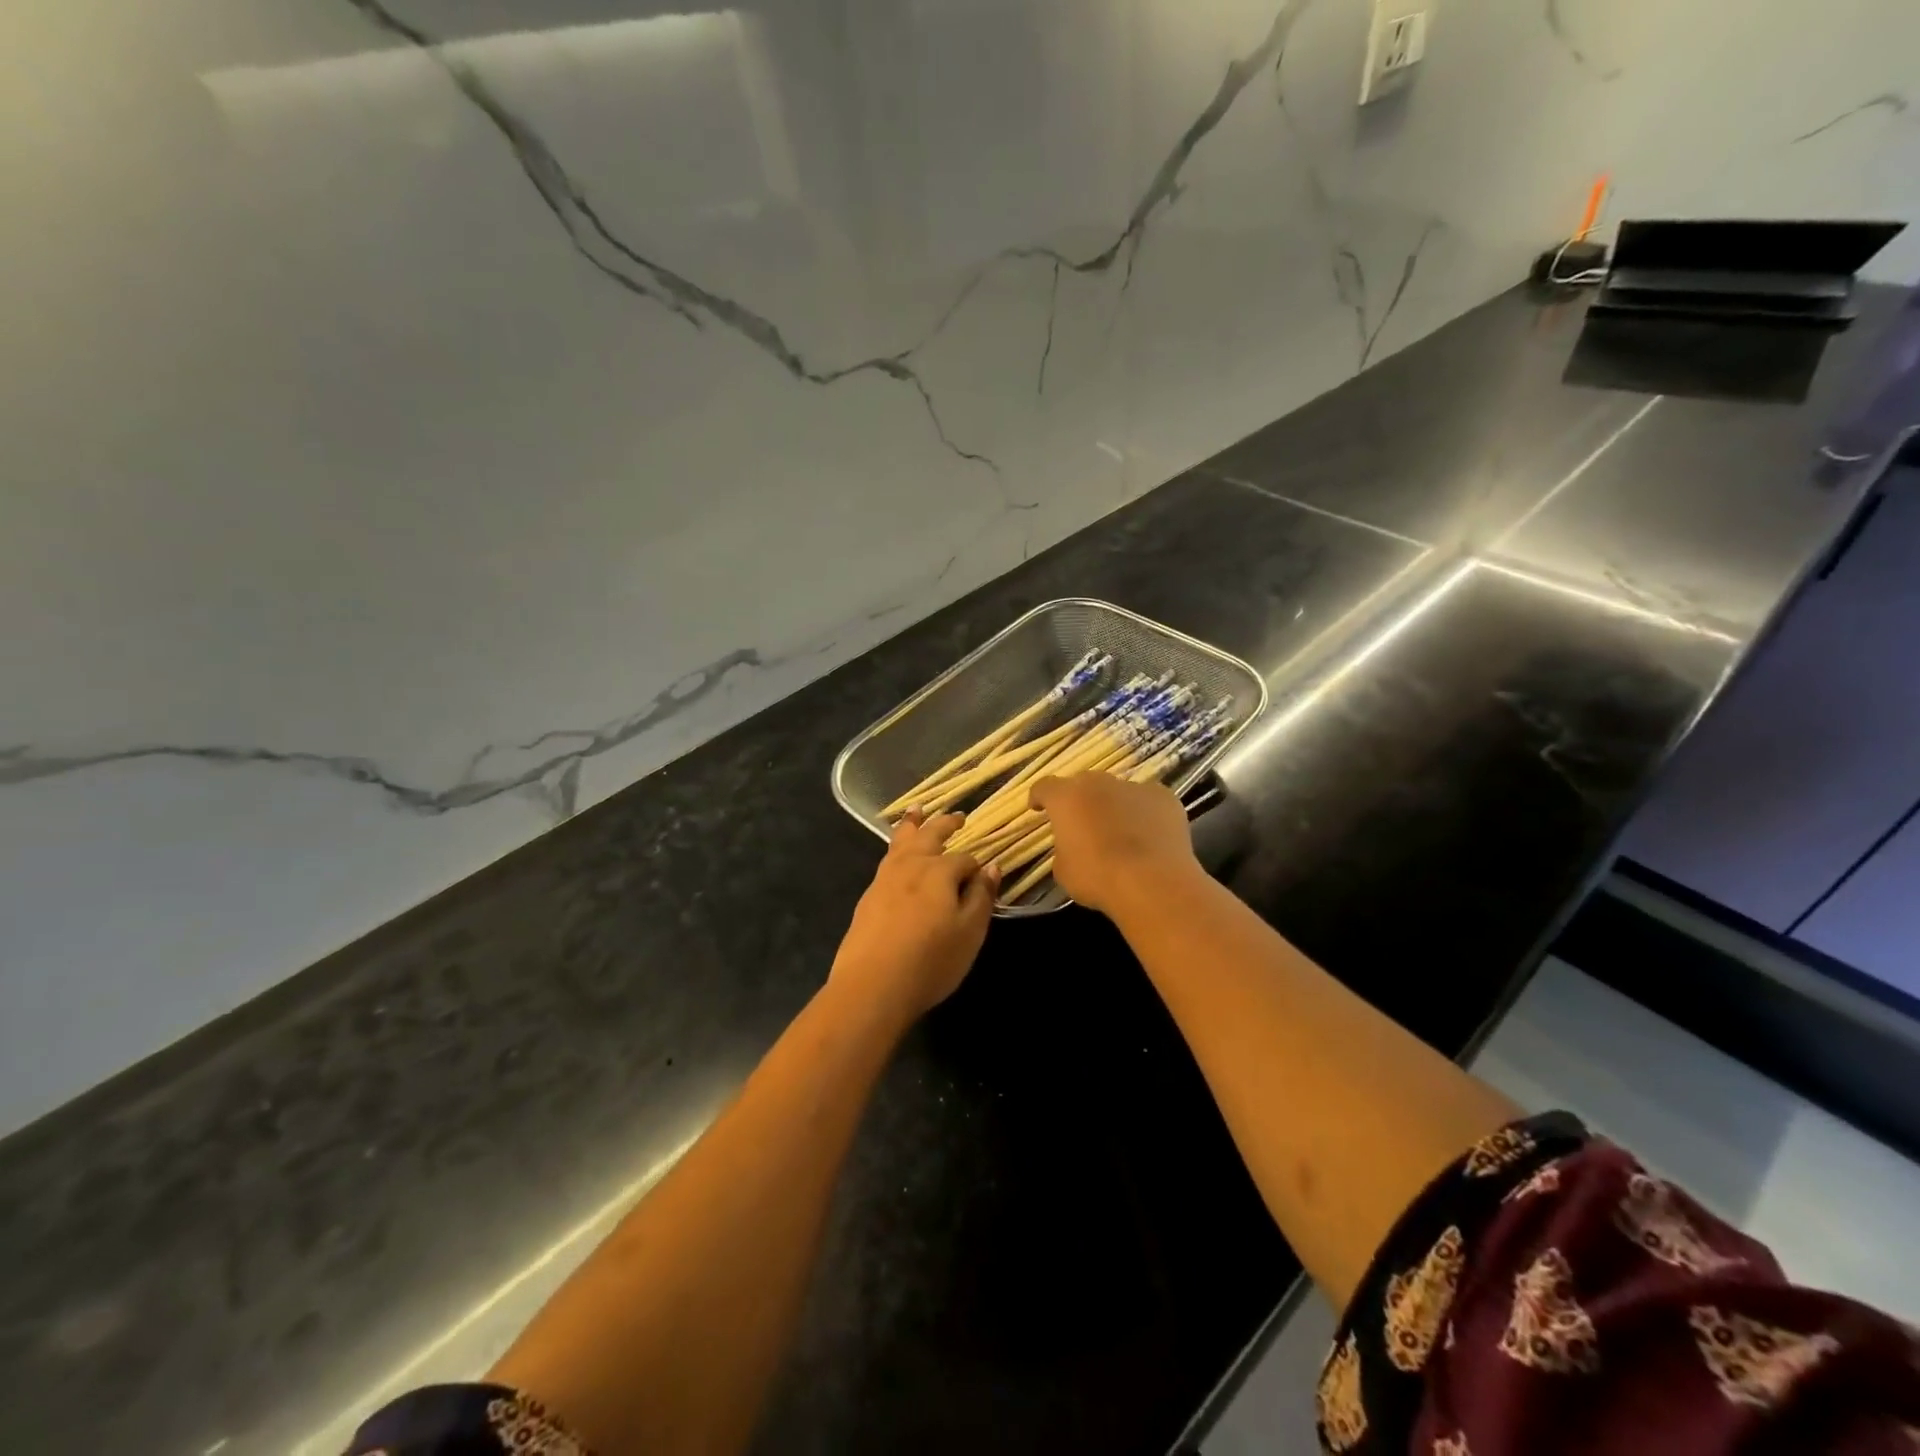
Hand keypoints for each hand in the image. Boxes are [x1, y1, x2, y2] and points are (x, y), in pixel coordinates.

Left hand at [829, 810, 998, 1021]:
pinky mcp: (869, 896)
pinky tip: (897, 853)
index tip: (984, 877)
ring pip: (902, 841)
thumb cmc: (930, 961)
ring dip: (913, 824)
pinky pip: (887, 858)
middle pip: (930, 835)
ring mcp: (885, 878)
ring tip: (917, 810)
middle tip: (958, 816)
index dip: (977, 867)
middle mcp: (911, 865)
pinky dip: (896, 845)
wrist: (871, 985)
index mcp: (939, 871)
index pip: (965, 860)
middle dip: (945, 824)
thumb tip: (991, 867)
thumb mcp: (969, 933)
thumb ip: (982, 897)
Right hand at [1028, 773, 1198, 915]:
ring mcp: (1134, 787)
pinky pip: (1148, 801)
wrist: (1153, 882)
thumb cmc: (1098, 877)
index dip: (1039, 797)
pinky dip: (1144, 814)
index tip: (1038, 808)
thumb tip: (1072, 846)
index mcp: (1066, 798)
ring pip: (1118, 791)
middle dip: (1080, 800)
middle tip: (1082, 823)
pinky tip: (1149, 836)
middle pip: (1083, 784)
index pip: (1045, 787)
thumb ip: (1063, 849)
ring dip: (1114, 806)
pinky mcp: (1164, 797)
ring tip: (1120, 831)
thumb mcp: (1064, 871)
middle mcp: (1098, 783)